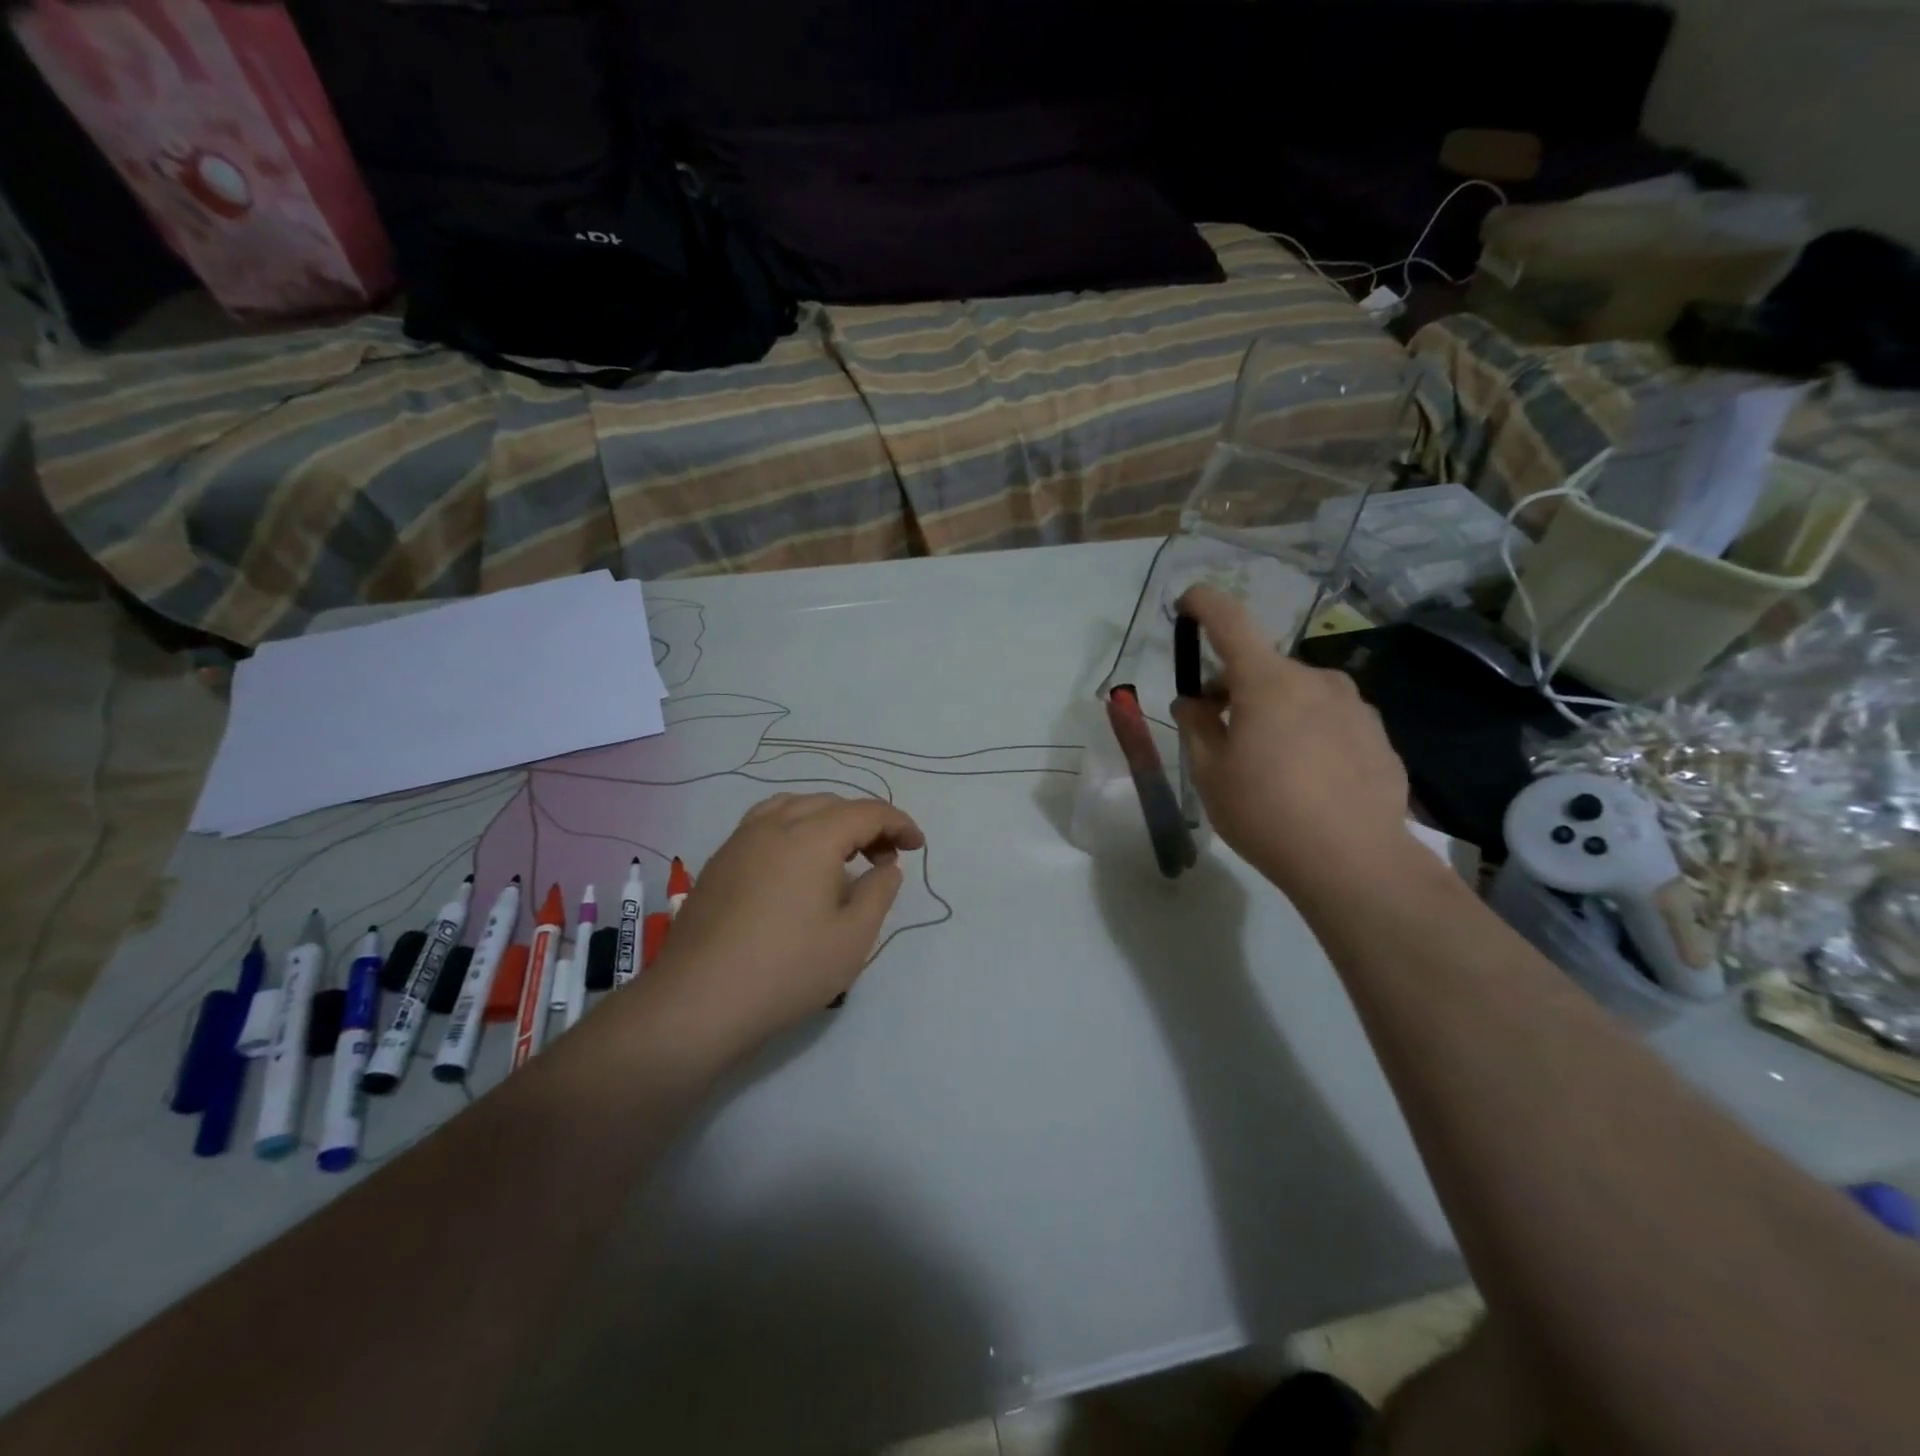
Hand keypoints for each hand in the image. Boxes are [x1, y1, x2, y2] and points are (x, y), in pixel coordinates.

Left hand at [643, 793, 925, 1058]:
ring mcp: (740, 840)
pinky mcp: (719, 862)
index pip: (866, 812)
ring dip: (827, 820)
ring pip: (793, 807)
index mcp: (812, 836)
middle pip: (830, 804)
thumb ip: (878, 893)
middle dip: (865, 822)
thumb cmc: (787, 969)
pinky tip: (798, 866)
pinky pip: (766, 825)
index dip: (898, 824)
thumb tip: (886, 868)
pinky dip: (795, 829)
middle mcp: (774, 825)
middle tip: (886, 856)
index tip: (917, 846)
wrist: (698, 1000)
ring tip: (843, 853)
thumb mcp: (853, 937)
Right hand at [1171, 584, 1411, 897]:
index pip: (1230, 621)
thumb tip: (1193, 702)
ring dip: (1274, 710)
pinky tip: (1308, 777)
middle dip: (1234, 686)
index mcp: (1267, 681)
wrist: (1355, 861)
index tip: (1187, 603)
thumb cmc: (1266, 813)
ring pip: (1298, 693)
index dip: (1204, 604)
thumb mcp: (1210, 773)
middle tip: (1218, 728)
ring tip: (1268, 761)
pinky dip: (1308, 731)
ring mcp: (1353, 705)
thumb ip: (1196, 726)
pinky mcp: (1378, 734)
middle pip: (1262, 667)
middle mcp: (1315, 679)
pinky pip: (1330, 719)